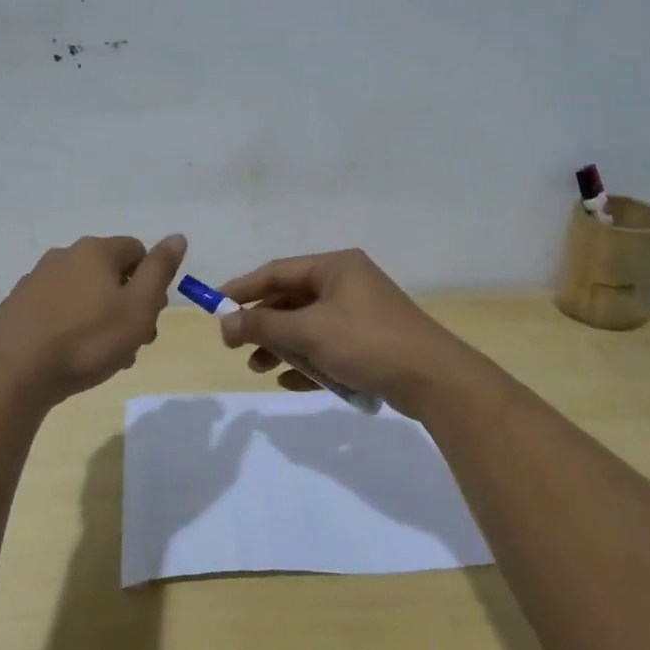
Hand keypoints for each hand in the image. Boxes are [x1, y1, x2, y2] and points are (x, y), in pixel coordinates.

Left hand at [0, 235, 186, 405]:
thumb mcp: (138, 307)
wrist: (15, 373)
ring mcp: (37, 280)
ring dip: (102, 319)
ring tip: (105, 357)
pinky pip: (58, 309)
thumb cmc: (88, 340)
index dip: (151, 283)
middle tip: (132, 342)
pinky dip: (73, 326)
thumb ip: (160, 270)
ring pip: (85, 294)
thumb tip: (177, 237)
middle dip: (127, 304)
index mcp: (95, 251)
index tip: (149, 316)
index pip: (138, 251)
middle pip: (110, 274)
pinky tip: (73, 356)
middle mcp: (64, 256)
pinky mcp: (19, 306)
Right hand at [216, 249, 474, 416]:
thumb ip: (263, 327)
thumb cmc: (367, 343)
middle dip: (263, 325)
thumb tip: (224, 324)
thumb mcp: (309, 332)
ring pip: (308, 326)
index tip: (215, 308)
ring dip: (282, 346)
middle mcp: (347, 283)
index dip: (243, 289)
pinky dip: (308, 361)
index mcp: (335, 267)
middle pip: (291, 299)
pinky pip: (327, 346)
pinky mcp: (370, 342)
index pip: (277, 271)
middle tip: (236, 346)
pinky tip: (290, 382)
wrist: (434, 379)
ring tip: (259, 369)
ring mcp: (360, 313)